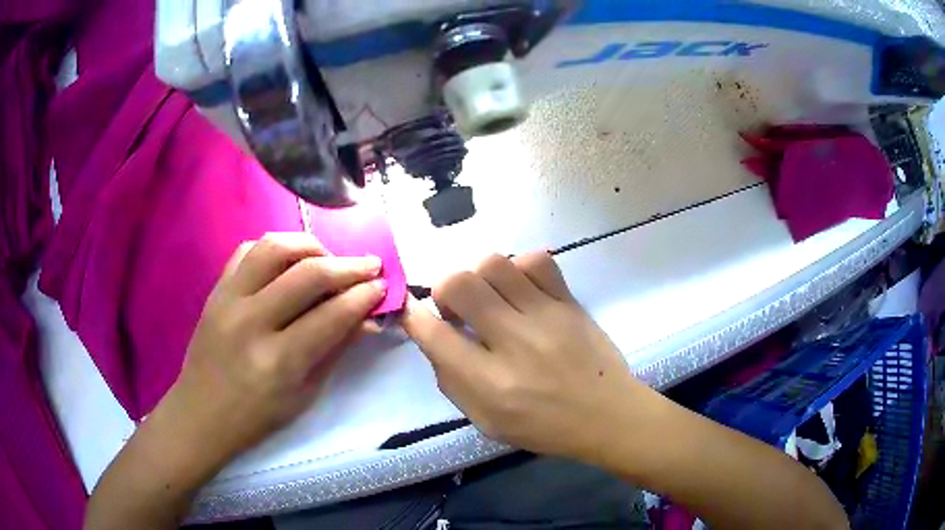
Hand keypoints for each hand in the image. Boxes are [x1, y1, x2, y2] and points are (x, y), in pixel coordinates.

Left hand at [165, 233, 387, 463]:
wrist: (202, 412)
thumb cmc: (257, 416)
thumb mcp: (304, 393)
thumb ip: (336, 350)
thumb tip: (368, 318)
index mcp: (278, 361)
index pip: (331, 315)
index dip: (364, 296)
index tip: (384, 286)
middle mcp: (251, 322)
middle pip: (308, 273)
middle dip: (349, 265)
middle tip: (371, 265)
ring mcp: (228, 300)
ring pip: (275, 247)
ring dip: (311, 245)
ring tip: (329, 259)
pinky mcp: (215, 289)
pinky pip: (247, 251)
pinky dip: (275, 248)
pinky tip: (289, 262)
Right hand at [402, 252, 648, 461]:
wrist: (607, 415)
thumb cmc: (544, 427)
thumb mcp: (486, 421)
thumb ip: (452, 381)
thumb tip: (434, 337)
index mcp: (489, 383)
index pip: (434, 334)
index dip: (413, 316)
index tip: (412, 311)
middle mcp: (514, 343)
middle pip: (460, 285)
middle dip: (445, 291)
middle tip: (459, 310)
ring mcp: (546, 316)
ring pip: (494, 264)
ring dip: (481, 278)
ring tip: (492, 298)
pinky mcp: (570, 301)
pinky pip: (537, 260)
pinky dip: (520, 269)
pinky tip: (523, 290)